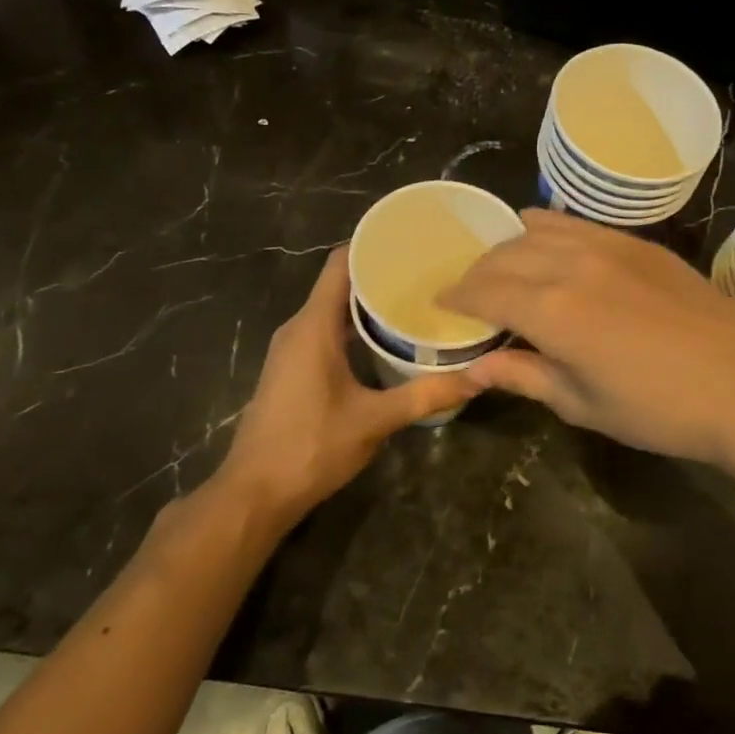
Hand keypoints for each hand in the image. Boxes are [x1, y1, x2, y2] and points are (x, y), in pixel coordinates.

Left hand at [217, 246, 480, 521]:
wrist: (254, 494)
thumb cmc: (311, 447)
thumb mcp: (375, 420)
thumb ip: (427, 395)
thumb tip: (479, 377)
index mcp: (313, 326)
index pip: (340, 263)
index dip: (372, 245)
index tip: (412, 239)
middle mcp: (299, 328)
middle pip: (339, 283)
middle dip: (381, 274)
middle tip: (429, 271)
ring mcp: (292, 349)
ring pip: (333, 309)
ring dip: (369, 303)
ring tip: (417, 299)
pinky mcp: (293, 369)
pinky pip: (327, 331)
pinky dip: (356, 326)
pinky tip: (388, 339)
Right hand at [445, 210, 734, 466]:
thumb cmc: (660, 409)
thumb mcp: (583, 404)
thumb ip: (525, 376)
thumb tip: (475, 368)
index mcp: (552, 310)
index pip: (484, 290)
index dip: (456, 296)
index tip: (440, 304)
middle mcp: (572, 264)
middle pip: (506, 254)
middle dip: (478, 272)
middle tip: (468, 293)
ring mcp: (609, 246)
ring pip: (539, 229)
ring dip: (510, 246)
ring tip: (503, 268)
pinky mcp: (639, 243)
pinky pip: (578, 224)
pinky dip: (549, 229)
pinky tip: (547, 241)